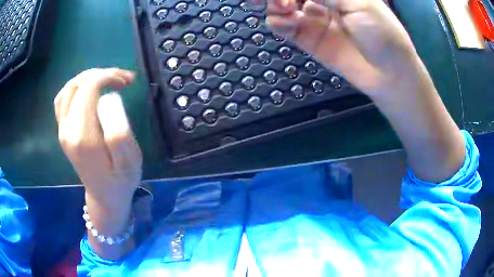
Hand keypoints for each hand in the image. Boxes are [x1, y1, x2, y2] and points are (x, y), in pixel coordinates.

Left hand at [54, 68, 141, 205]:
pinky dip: (76, 88)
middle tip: (122, 79)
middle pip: (77, 85)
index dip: (108, 77)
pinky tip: (89, 91)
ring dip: (88, 79)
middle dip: (101, 75)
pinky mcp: (63, 131)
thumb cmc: (121, 180)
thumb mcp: (129, 162)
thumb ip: (119, 133)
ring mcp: (62, 131)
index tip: (127, 81)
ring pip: (68, 90)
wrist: (105, 197)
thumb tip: (110, 101)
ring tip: (107, 80)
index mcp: (82, 136)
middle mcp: (67, 130)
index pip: (88, 89)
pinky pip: (62, 101)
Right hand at [265, 0, 417, 96]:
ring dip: (276, 6)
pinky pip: (285, 27)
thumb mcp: (358, 2)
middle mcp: (323, 1)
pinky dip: (278, 23)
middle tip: (281, 2)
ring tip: (286, 10)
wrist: (389, 74)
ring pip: (282, 8)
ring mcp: (314, 20)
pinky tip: (285, 24)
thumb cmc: (382, 33)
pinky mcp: (309, 40)